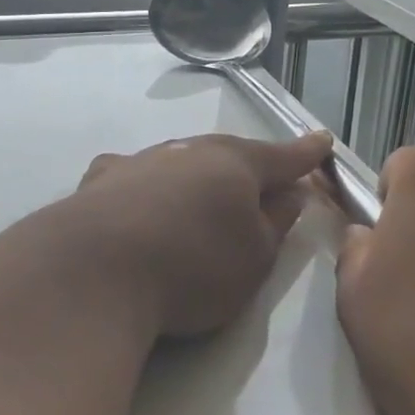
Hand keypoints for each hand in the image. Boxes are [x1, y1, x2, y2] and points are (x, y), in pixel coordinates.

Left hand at [54, 131, 331, 339]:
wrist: (93, 273)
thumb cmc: (192, 267)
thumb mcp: (254, 257)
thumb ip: (276, 222)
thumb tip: (289, 193)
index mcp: (233, 164)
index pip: (281, 156)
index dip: (305, 154)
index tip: (322, 141)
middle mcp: (186, 151)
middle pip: (227, 154)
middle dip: (247, 167)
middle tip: (262, 181)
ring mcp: (139, 162)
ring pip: (180, 162)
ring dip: (195, 177)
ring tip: (200, 200)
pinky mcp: (99, 182)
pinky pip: (134, 178)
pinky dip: (146, 187)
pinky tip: (138, 201)